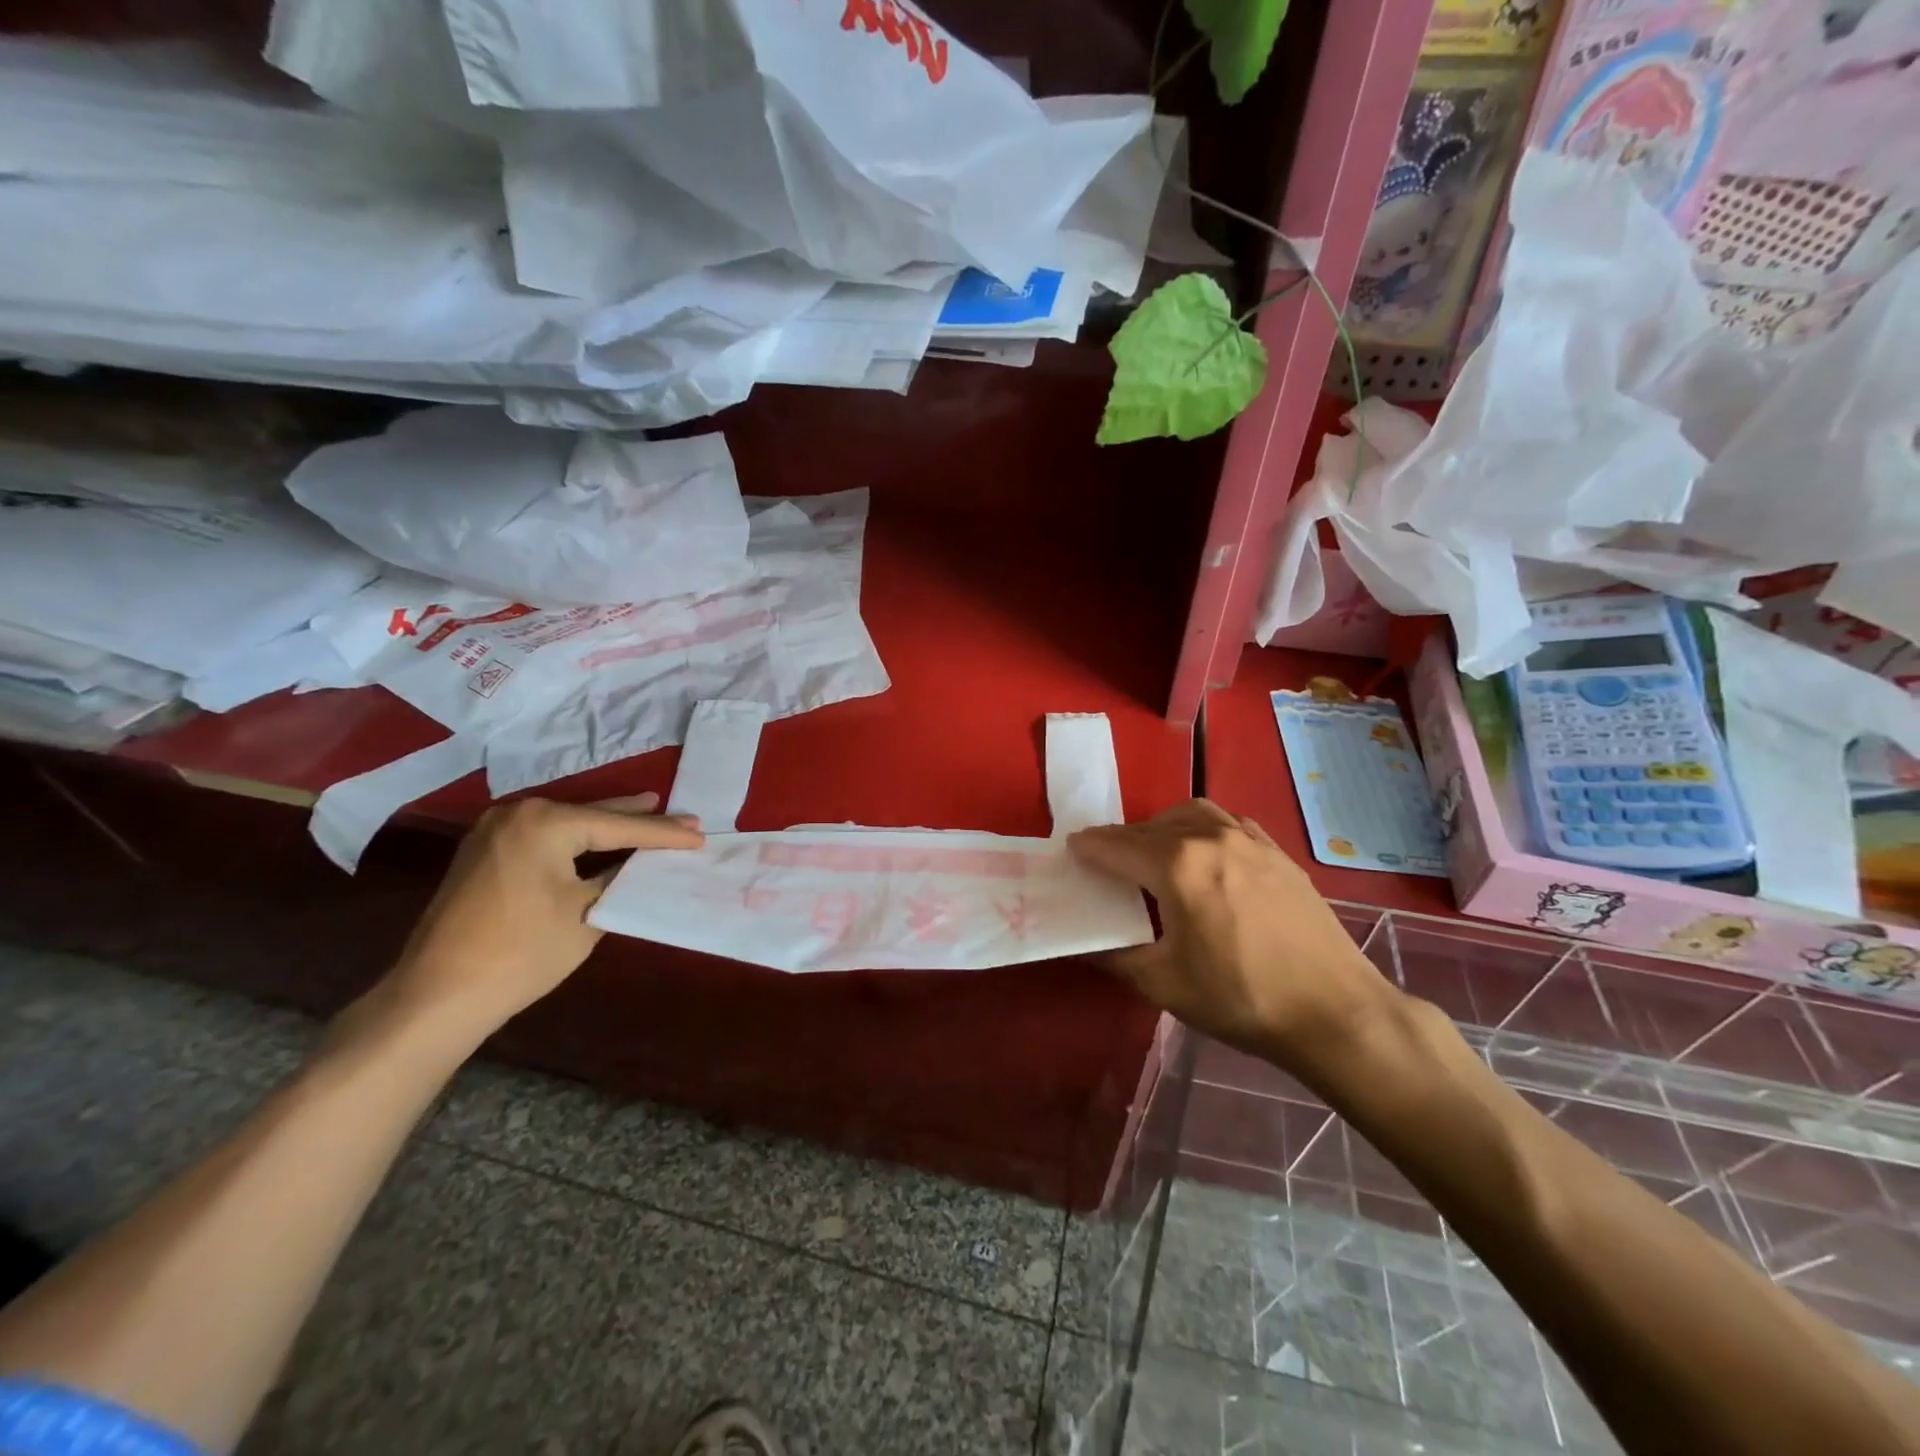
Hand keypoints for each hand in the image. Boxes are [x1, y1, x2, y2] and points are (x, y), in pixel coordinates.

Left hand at [385, 794, 703, 1034]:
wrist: (437, 996)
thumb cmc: (522, 952)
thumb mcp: (587, 912)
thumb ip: (618, 876)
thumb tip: (641, 861)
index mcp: (545, 822)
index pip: (619, 826)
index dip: (664, 833)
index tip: (701, 833)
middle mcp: (517, 813)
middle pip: (593, 815)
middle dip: (639, 818)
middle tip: (683, 816)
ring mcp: (494, 830)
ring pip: (568, 823)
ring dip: (607, 826)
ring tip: (649, 812)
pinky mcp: (483, 852)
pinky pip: (544, 836)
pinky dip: (577, 839)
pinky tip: (600, 838)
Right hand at [1068, 800, 1402, 1070]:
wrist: (1334, 1011)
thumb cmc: (1242, 998)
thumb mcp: (1165, 985)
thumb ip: (1118, 956)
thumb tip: (1088, 944)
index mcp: (1178, 866)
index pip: (1117, 846)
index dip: (1089, 847)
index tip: (1070, 849)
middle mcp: (1211, 838)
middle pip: (1150, 827)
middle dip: (1121, 839)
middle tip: (1105, 860)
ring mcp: (1249, 840)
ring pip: (1191, 814)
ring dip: (1162, 826)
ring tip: (1153, 852)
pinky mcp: (1277, 853)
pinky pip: (1227, 823)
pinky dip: (1202, 829)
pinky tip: (1205, 854)